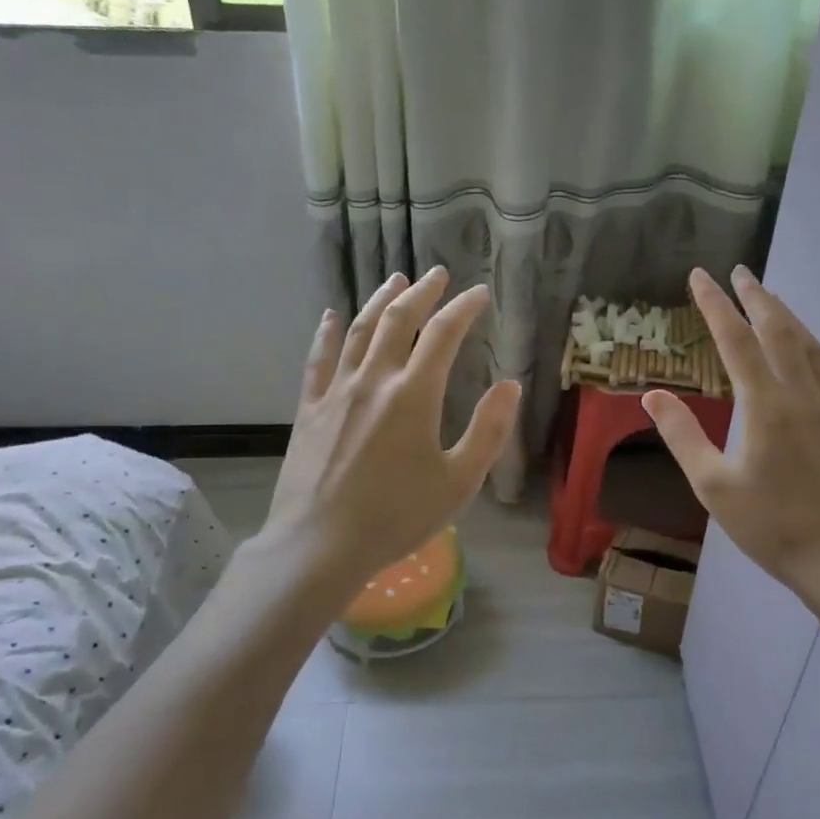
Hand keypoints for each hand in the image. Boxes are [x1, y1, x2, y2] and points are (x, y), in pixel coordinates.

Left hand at [259, 267, 521, 593]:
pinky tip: (331, 316)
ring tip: (395, 280)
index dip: (464, 309)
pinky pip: (319, 360)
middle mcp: (374, 381)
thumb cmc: (397, 517)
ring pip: (360, 331)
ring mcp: (337, 392)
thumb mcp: (459, 482)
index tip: (479, 294)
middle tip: (438, 275)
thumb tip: (509, 385)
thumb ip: (488, 430)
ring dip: (380, 301)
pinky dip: (327, 333)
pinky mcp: (310, 409)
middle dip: (422, 293)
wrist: (320, 544)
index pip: (444, 335)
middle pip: (399, 321)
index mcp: (414, 395)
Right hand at [643, 266, 819, 622]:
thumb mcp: (712, 485)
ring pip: (810, 345)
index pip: (735, 340)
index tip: (700, 276)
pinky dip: (819, 349)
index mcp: (765, 405)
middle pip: (778, 330)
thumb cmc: (769, 525)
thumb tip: (653, 395)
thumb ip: (682, 435)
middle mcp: (801, 394)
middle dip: (756, 297)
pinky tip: (818, 346)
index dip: (715, 305)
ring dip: (787, 315)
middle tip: (739, 271)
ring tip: (768, 298)